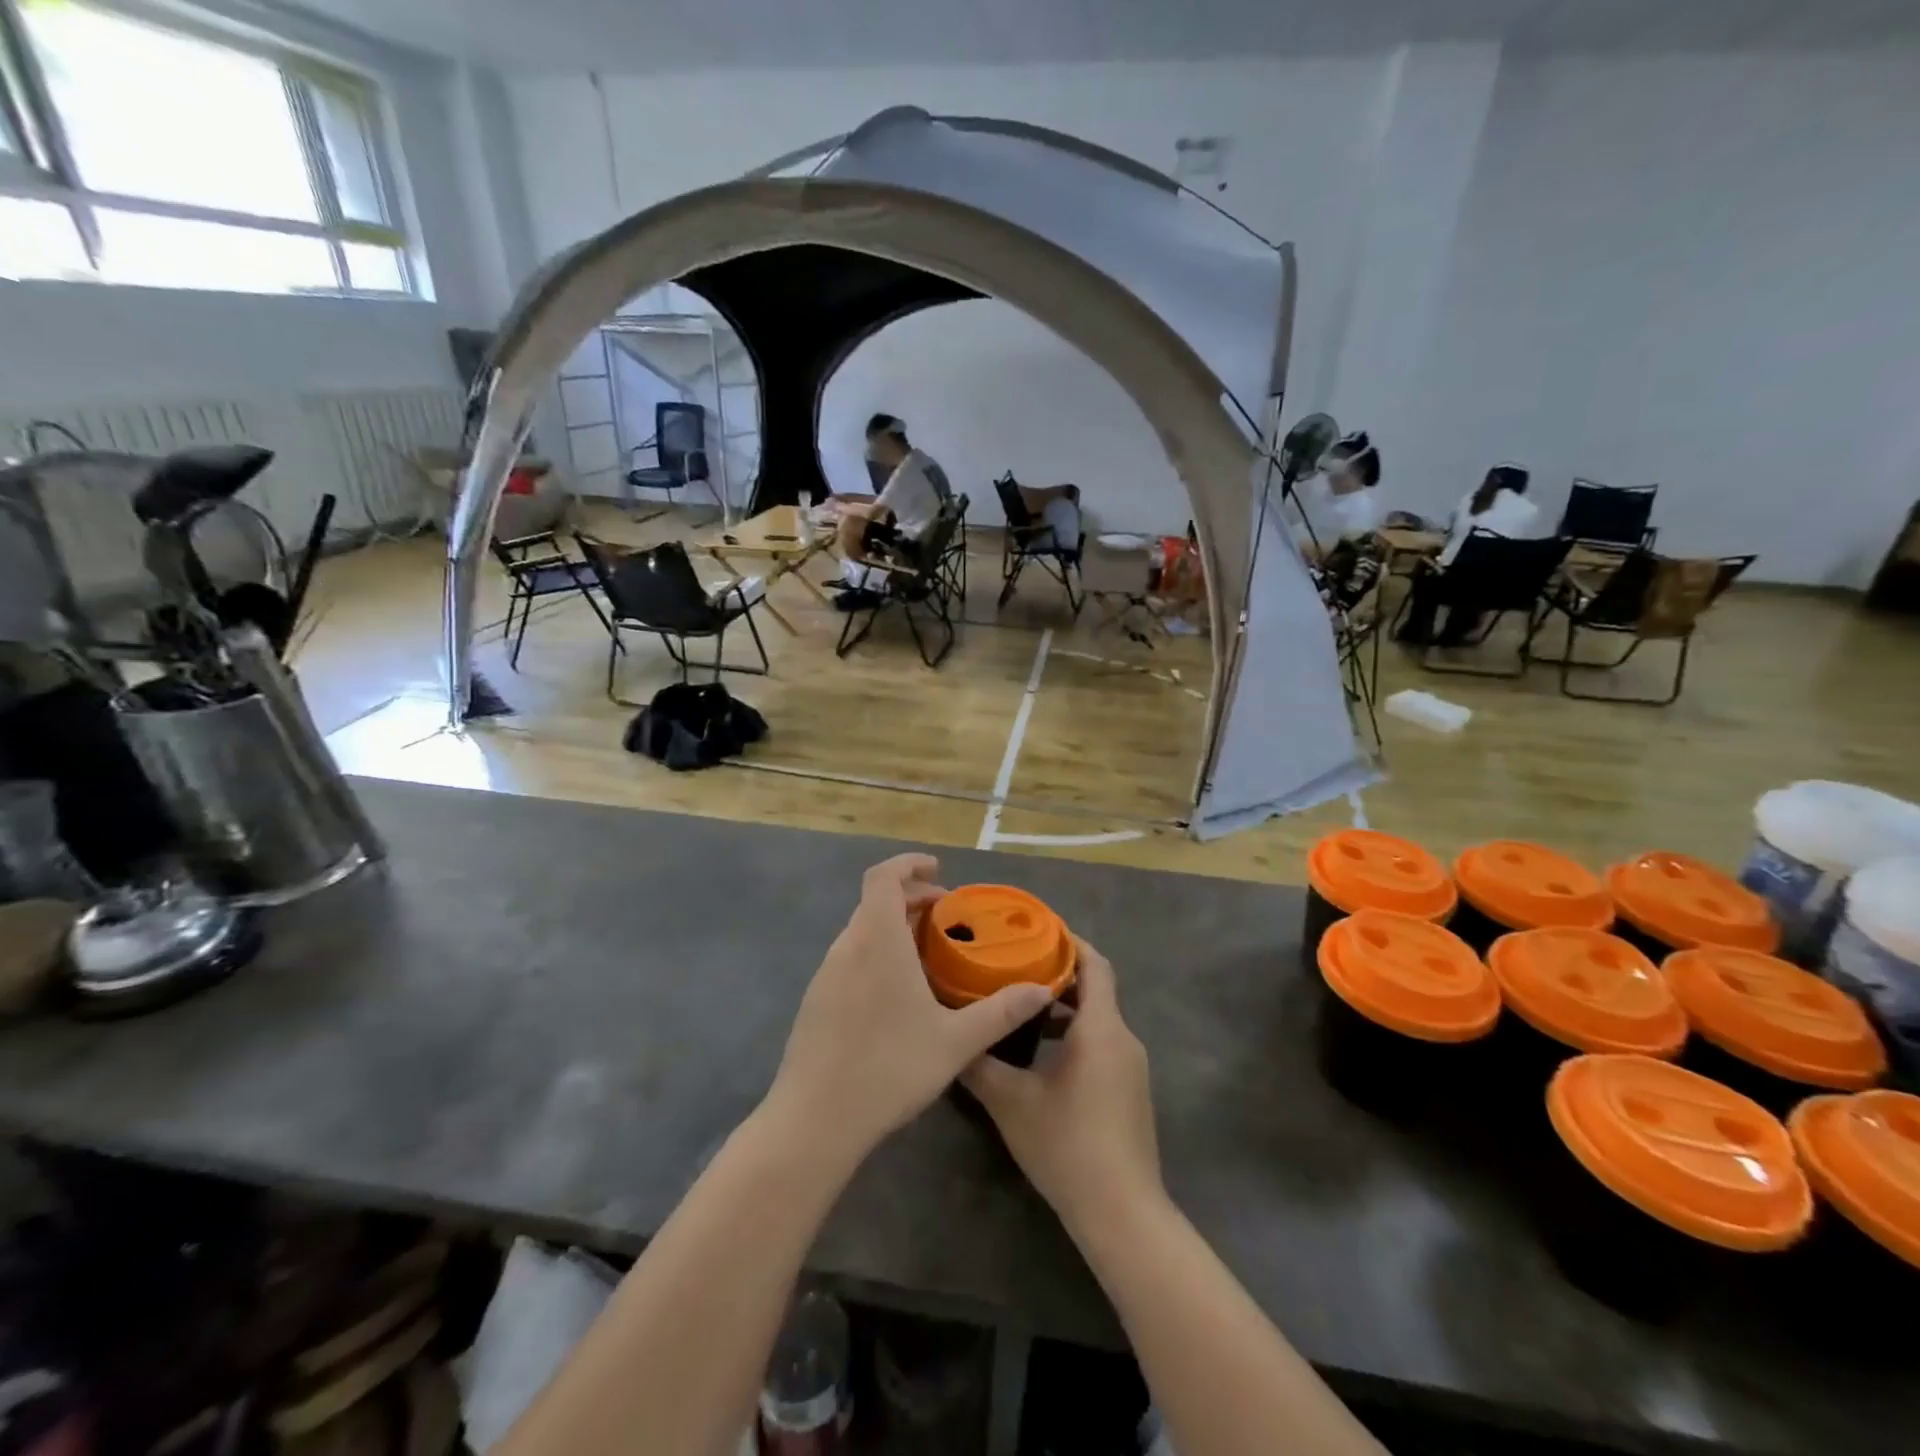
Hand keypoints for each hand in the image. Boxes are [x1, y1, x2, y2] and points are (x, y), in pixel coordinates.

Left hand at [763, 855, 1053, 1170]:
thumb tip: (1042, 990)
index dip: (909, 864)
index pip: (883, 877)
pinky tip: (897, 991)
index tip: (937, 869)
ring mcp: (826, 974)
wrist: (814, 1120)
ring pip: (862, 930)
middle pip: (875, 901)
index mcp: (877, 940)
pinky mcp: (816, 1000)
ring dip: (893, 926)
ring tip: (927, 951)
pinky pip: (850, 957)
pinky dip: (876, 951)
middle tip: (945, 914)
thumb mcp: (956, 1042)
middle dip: (910, 897)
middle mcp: (847, 946)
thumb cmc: (889, 1068)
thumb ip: (1000, 1012)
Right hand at [960, 938, 1161, 1231]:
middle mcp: (1123, 1038)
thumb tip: (952, 1037)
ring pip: (1097, 1019)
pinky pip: (1101, 1043)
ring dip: (1062, 1007)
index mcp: (1101, 1028)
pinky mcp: (1129, 1091)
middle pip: (1095, 988)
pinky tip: (1039, 1054)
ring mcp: (1130, 1067)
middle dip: (1057, 973)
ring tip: (1018, 1005)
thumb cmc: (1068, 1146)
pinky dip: (1073, 1034)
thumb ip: (979, 1063)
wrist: (1122, 1213)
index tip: (1036, 928)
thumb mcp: (1011, 1102)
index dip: (1069, 941)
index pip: (1095, 964)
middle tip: (1014, 964)